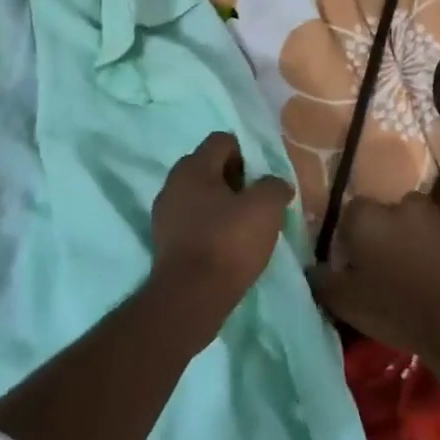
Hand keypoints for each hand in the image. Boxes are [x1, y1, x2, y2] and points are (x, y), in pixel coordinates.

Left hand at [150, 132, 293, 344]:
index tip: (263, 178)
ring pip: (200, 196)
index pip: (222, 140)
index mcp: (193, 166)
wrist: (190, 298)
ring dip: (222, 205)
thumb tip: (275, 184)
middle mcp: (173, 183)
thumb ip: (274, 186)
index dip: (247, 153)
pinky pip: (192, 221)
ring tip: (245, 226)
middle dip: (235, 179)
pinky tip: (227, 246)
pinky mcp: (164, 242)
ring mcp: (164, 214)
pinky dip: (210, 227)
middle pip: (209, 167)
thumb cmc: (228, 242)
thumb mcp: (265, 208)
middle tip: (258, 200)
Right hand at [307, 192, 439, 365]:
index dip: (351, 235)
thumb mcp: (344, 303)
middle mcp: (398, 204)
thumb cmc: (394, 310)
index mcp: (365, 218)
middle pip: (385, 210)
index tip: (354, 259)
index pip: (350, 213)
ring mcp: (435, 211)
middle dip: (383, 229)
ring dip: (415, 224)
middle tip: (385, 260)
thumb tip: (311, 267)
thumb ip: (321, 279)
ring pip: (418, 208)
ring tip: (417, 254)